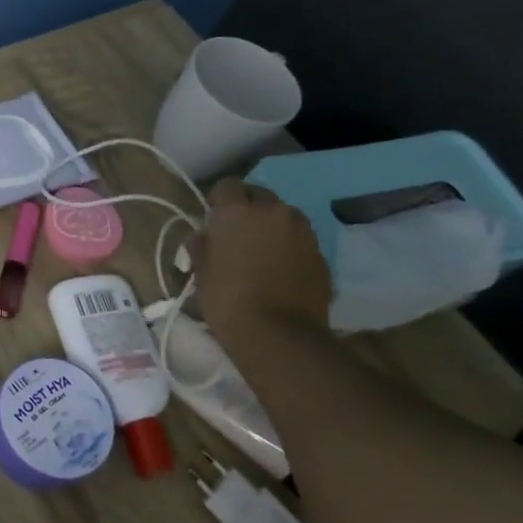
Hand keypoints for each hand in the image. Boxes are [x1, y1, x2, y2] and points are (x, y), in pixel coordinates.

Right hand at [196, 179, 332, 348]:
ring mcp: (302, 231)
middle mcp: (273, 212)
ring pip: (283, 216)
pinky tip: (280, 270)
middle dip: (247, 208)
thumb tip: (203, 237)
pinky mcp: (321, 253)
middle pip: (259, 195)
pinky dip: (289, 246)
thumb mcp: (201, 275)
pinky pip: (299, 239)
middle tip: (237, 234)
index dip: (218, 200)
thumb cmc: (229, 302)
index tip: (212, 220)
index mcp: (238, 212)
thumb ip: (201, 248)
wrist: (280, 337)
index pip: (226, 185)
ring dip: (271, 226)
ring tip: (261, 252)